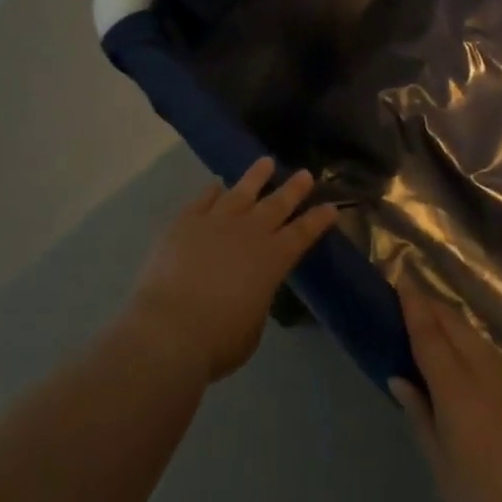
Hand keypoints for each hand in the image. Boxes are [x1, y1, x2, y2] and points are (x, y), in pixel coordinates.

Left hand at [123, 158, 337, 384]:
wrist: (170, 327)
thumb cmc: (219, 339)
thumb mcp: (252, 324)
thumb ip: (256, 297)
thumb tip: (249, 286)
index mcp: (272, 260)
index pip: (302, 234)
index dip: (317, 220)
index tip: (330, 206)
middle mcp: (248, 233)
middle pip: (275, 205)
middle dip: (293, 189)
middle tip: (305, 174)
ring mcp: (215, 222)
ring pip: (241, 191)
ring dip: (255, 176)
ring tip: (266, 162)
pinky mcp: (185, 222)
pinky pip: (203, 199)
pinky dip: (212, 190)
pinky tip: (217, 184)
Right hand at [391, 275, 501, 501]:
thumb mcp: (445, 475)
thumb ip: (422, 419)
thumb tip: (400, 378)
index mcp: (458, 393)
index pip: (430, 336)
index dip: (414, 306)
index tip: (401, 281)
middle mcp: (489, 377)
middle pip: (457, 328)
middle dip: (434, 308)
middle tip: (413, 299)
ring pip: (481, 342)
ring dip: (457, 327)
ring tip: (438, 326)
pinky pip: (500, 362)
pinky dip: (479, 351)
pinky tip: (474, 365)